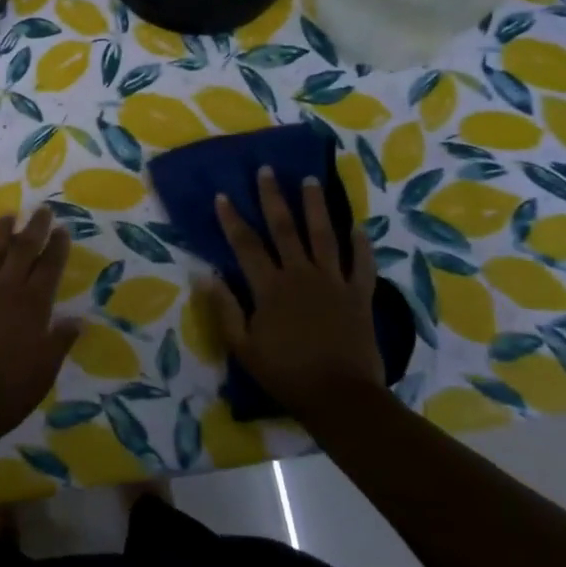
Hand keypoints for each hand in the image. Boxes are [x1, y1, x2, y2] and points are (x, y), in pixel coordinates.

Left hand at [0, 207, 81, 445]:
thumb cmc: (8, 391)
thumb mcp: (45, 371)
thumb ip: (60, 341)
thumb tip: (78, 320)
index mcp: (33, 306)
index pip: (49, 268)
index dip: (57, 247)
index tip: (63, 228)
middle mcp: (5, 292)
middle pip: (22, 252)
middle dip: (34, 229)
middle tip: (42, 210)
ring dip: (1, 235)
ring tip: (7, 215)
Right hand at [204, 167, 383, 419]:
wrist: (340, 397)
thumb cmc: (286, 373)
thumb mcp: (243, 346)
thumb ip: (224, 308)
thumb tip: (203, 273)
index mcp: (270, 287)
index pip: (246, 244)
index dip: (233, 219)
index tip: (223, 195)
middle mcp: (301, 274)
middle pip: (285, 228)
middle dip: (273, 197)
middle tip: (267, 169)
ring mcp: (333, 282)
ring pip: (323, 235)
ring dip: (315, 205)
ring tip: (310, 179)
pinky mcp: (359, 295)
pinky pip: (361, 263)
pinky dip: (360, 243)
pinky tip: (357, 225)